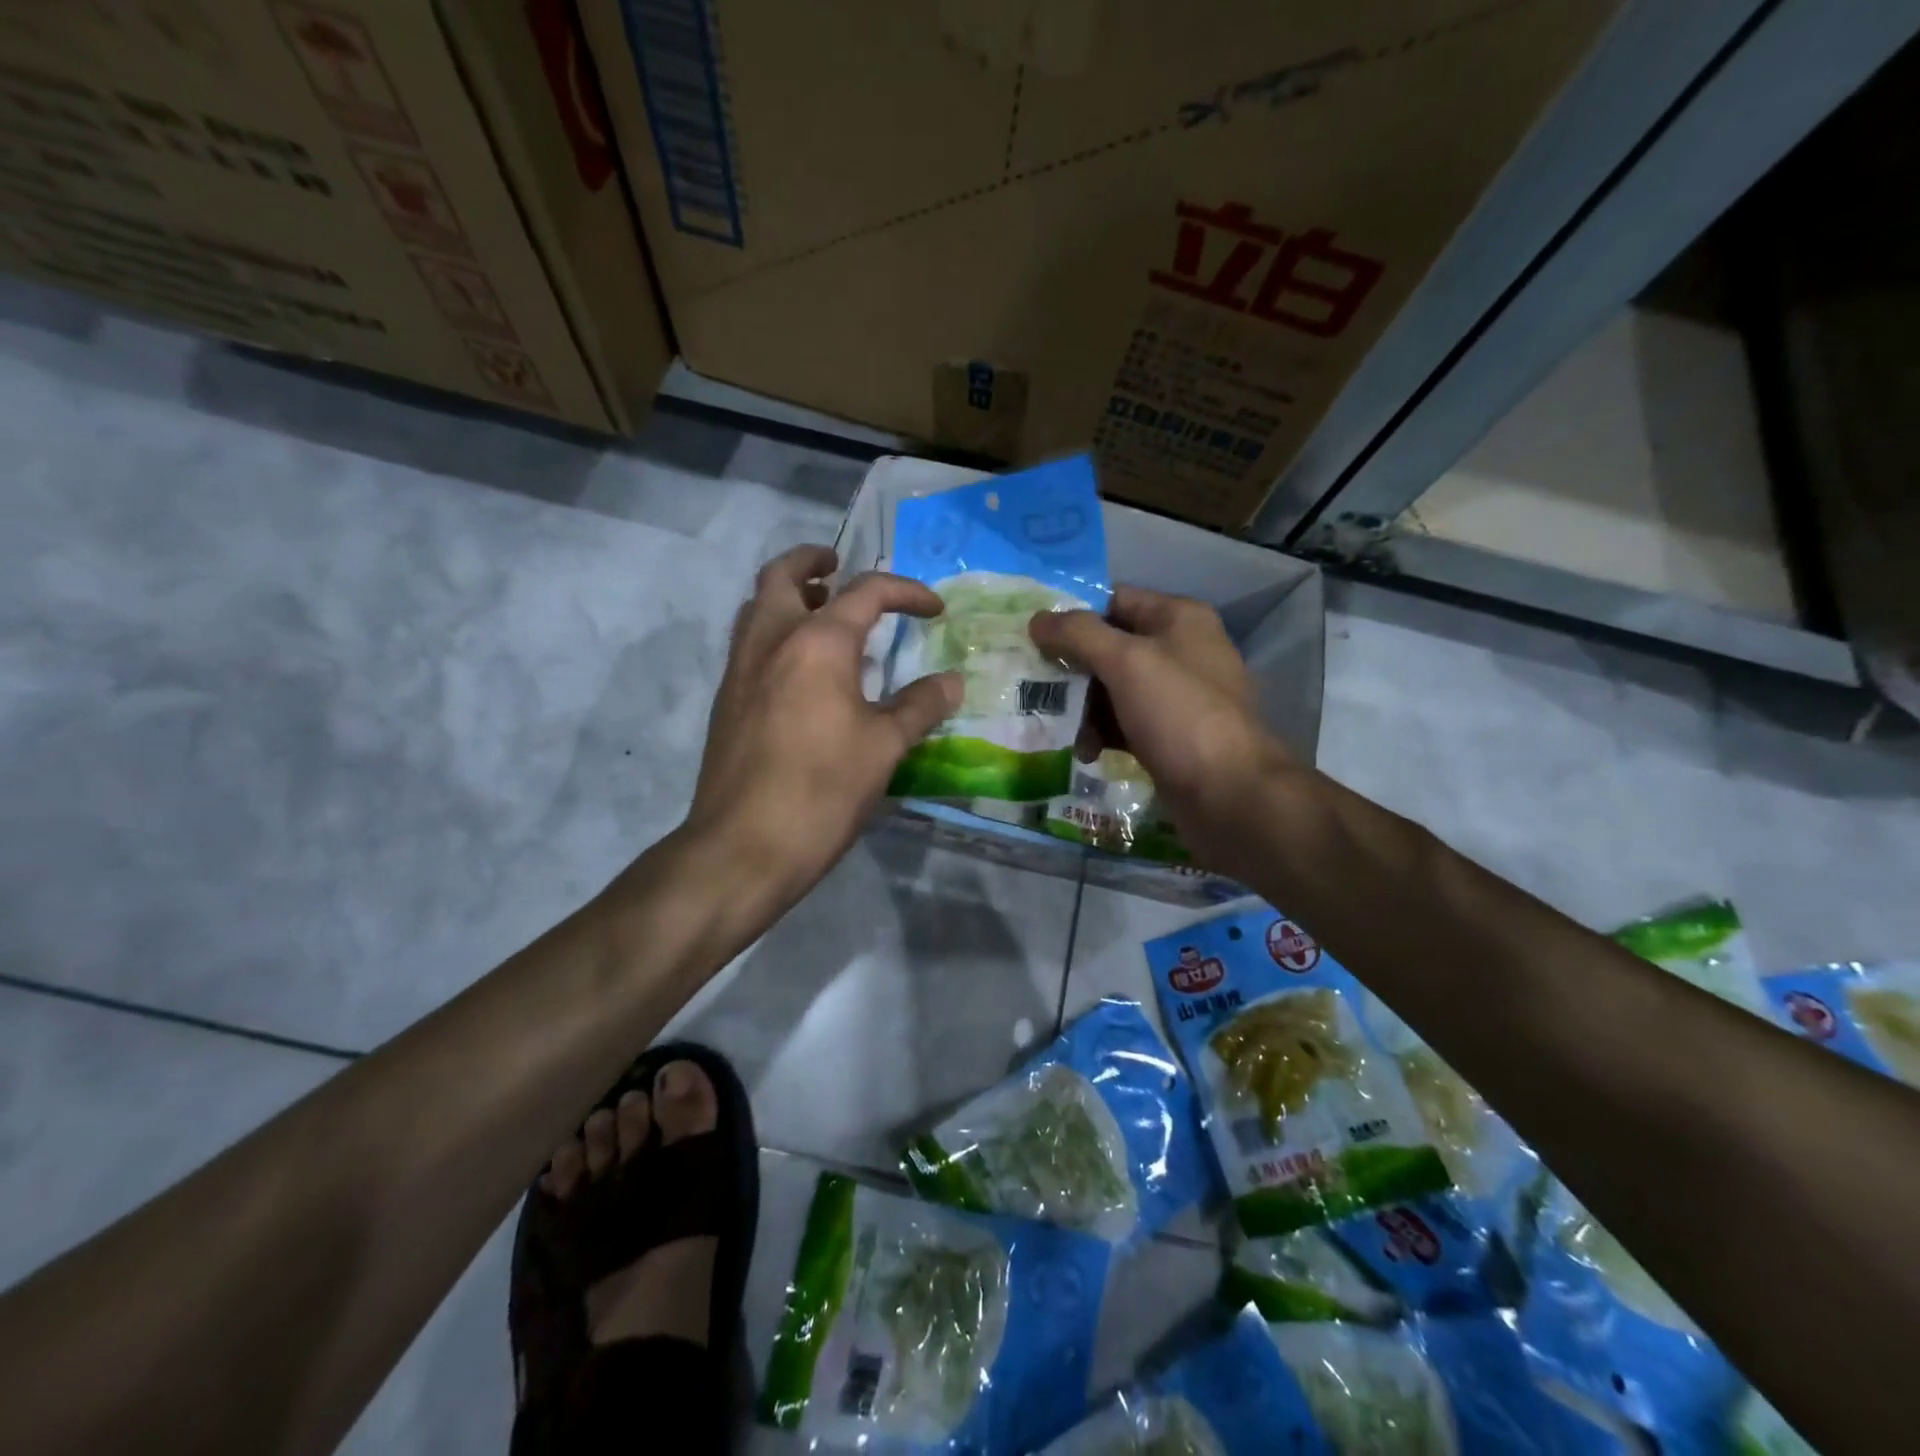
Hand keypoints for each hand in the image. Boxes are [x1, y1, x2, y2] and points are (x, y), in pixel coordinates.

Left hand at [683, 545, 961, 910]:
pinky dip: (775, 632)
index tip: (933, 610)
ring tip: (823, 613)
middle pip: (782, 575)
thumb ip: (920, 706)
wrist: (743, 847)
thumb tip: (951, 681)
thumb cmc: (822, 790)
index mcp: (817, 643)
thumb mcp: (885, 747)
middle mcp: (771, 641)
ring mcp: (740, 670)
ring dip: (789, 595)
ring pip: (757, 606)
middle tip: (841, 568)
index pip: (866, 592)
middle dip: (815, 562)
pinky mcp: (726, 701)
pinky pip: (749, 643)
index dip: (906, 592)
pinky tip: (803, 670)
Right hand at [1029, 586, 1293, 871]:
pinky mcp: (1168, 735)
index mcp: (1178, 618)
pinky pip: (1122, 722)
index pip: (1113, 600)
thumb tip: (1037, 619)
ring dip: (1080, 706)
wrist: (1229, 794)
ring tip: (1053, 724)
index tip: (1030, 633)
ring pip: (1112, 689)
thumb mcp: (1126, 662)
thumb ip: (1078, 634)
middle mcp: (1179, 650)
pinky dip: (1100, 732)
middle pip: (1109, 646)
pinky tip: (1084, 750)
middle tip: (1030, 683)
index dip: (1071, 613)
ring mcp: (1175, 696)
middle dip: (1070, 666)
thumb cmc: (1179, 714)